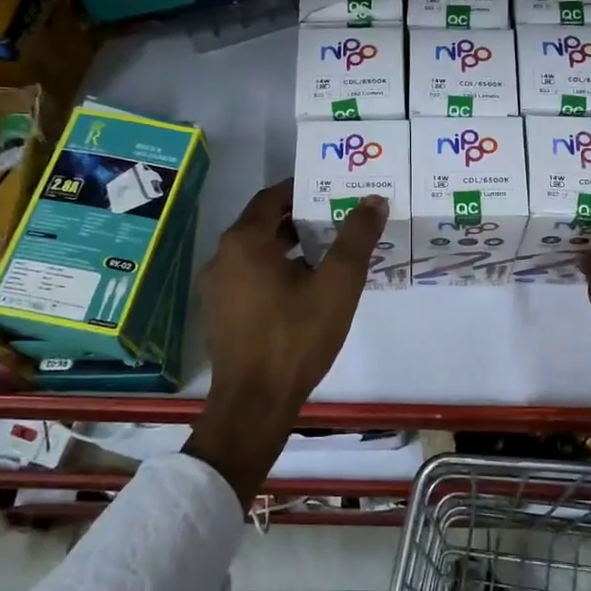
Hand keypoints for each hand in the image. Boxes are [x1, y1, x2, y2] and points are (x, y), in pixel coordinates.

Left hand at [184, 179, 387, 502]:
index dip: (300, 189)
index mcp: (244, 242)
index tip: (329, 188)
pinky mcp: (220, 314)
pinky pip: (248, 277)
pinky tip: (303, 287)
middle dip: (298, 218)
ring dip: (287, 246)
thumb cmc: (296, 336)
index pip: (272, 198)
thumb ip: (356, 239)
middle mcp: (222, 258)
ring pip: (255, 253)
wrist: (255, 402)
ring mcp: (216, 288)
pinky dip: (274, 271)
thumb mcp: (337, 285)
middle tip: (335, 217)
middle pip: (262, 224)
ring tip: (326, 251)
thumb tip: (373, 200)